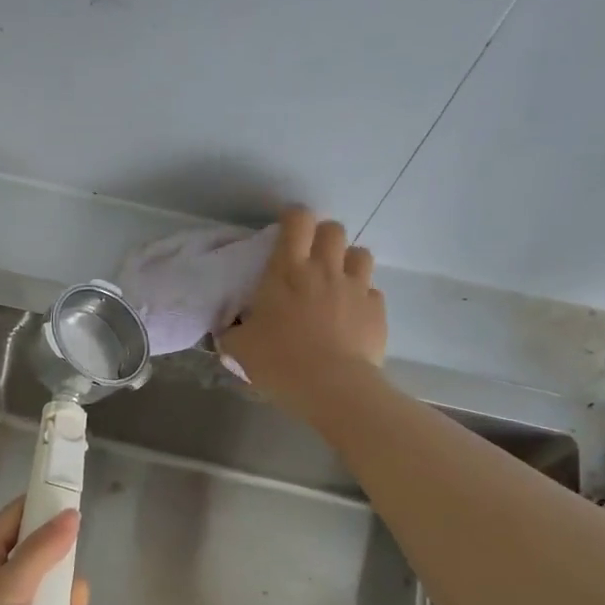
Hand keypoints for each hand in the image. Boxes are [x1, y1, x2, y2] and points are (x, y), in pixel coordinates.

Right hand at [219, 206, 386, 417]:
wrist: (332, 387)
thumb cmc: (279, 361)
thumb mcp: (240, 348)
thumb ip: (232, 333)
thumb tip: (227, 331)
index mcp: (287, 270)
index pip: (297, 221)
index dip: (293, 217)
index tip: (287, 228)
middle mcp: (324, 269)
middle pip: (333, 229)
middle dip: (323, 237)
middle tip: (312, 258)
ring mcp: (355, 287)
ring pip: (360, 253)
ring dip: (347, 262)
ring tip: (337, 282)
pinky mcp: (377, 309)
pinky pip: (372, 291)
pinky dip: (362, 298)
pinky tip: (352, 316)